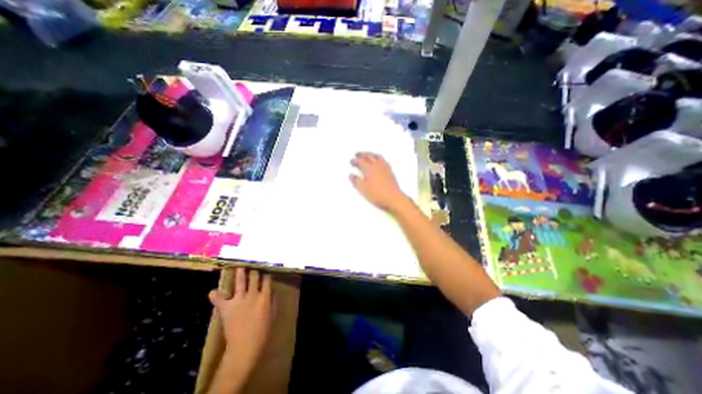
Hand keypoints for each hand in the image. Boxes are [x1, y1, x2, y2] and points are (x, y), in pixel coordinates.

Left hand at [208, 269, 270, 374]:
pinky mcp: (227, 307)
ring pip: (240, 281)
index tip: (265, 272)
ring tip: (238, 266)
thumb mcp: (272, 314)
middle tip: (252, 267)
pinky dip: (215, 296)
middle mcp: (253, 294)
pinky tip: (212, 292)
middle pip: (254, 277)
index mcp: (265, 296)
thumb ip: (273, 300)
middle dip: (253, 271)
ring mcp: (239, 299)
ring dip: (239, 273)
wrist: (245, 346)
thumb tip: (271, 290)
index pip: (267, 280)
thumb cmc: (262, 331)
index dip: (266, 275)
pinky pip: (219, 299)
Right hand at [350, 152, 411, 211]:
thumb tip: (351, 175)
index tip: (352, 161)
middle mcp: (377, 166)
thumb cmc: (378, 195)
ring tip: (368, 155)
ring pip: (377, 156)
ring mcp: (385, 168)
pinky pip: (383, 160)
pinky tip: (379, 161)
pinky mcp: (390, 172)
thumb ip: (356, 181)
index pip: (361, 161)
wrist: (393, 199)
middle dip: (362, 154)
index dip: (355, 160)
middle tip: (358, 154)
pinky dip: (379, 158)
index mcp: (370, 169)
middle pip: (369, 156)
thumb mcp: (363, 189)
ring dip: (371, 154)